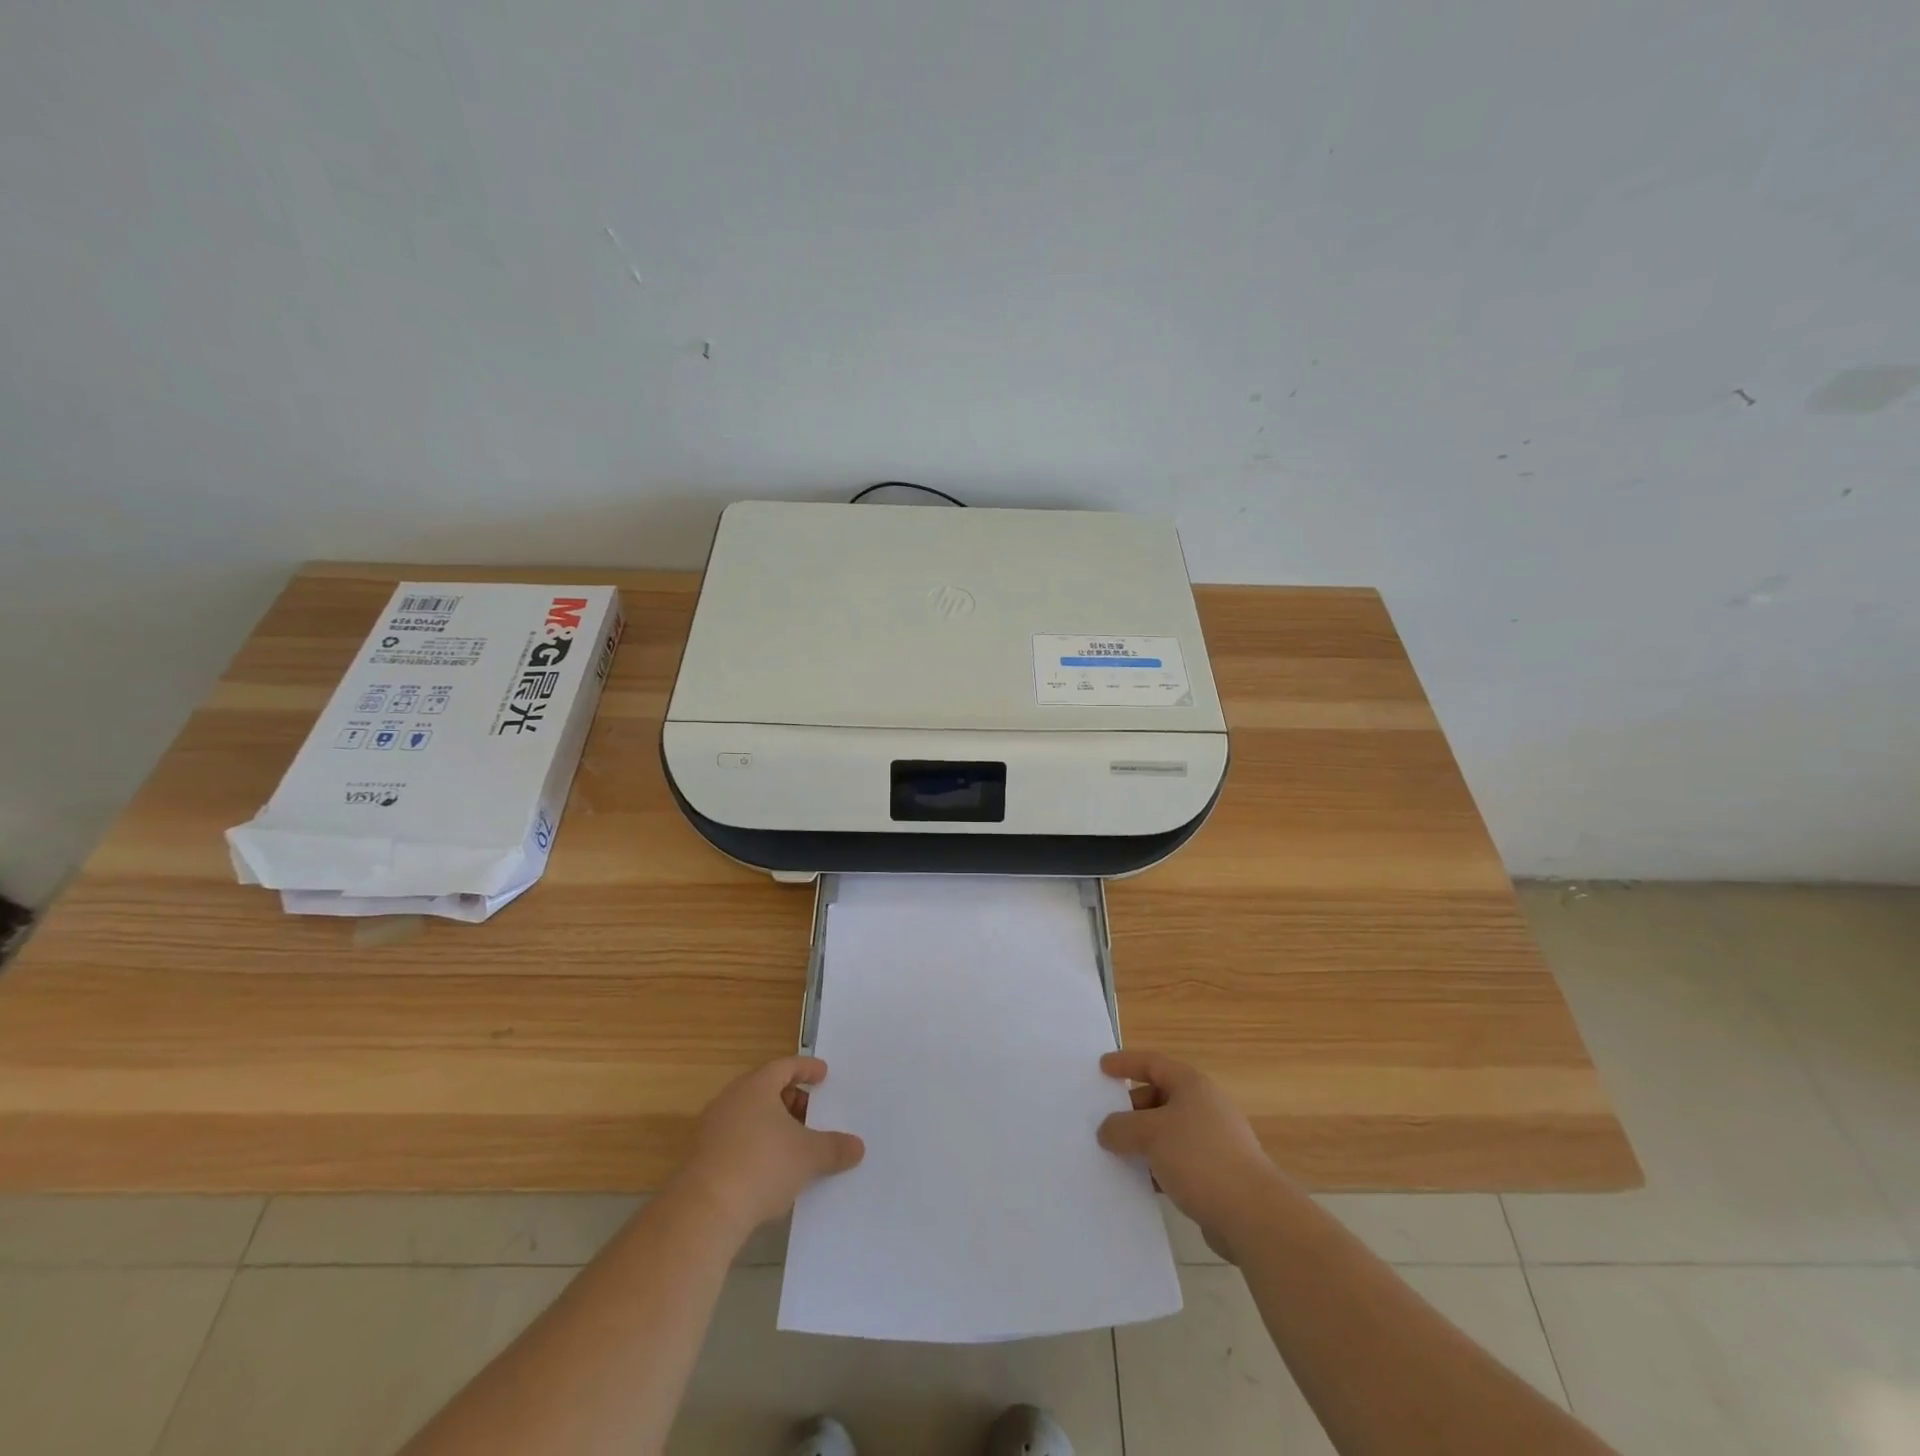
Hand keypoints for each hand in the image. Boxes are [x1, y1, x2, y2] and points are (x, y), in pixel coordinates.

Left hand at [674, 1056, 864, 1237]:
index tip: (823, 1075)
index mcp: (756, 1086)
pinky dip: (757, 1145)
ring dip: (773, 1125)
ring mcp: (712, 1129)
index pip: (784, 1066)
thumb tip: (858, 1147)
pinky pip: (737, 1140)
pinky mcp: (702, 1158)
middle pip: (765, 1089)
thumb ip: (834, 1148)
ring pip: (749, 1116)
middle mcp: (731, 1099)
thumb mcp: (808, 1156)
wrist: (704, 1212)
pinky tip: (771, 1170)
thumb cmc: (761, 1166)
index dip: (806, 1068)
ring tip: (795, 1143)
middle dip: (791, 1099)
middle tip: (811, 1112)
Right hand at [1098, 1049, 1284, 1262]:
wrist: (1252, 1215)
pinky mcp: (1215, 1174)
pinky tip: (1140, 1182)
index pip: (1152, 1063)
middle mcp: (1203, 1107)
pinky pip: (1176, 1161)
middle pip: (1159, 1097)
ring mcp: (1212, 1141)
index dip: (1125, 1063)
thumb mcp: (1151, 1134)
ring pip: (1167, 1132)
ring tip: (1114, 1153)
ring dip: (1142, 1141)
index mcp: (1191, 1085)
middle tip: (1104, 1121)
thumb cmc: (1199, 1157)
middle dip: (1130, 1108)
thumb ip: (1122, 1127)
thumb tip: (1106, 1130)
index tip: (1101, 1068)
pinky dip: (1156, 1165)